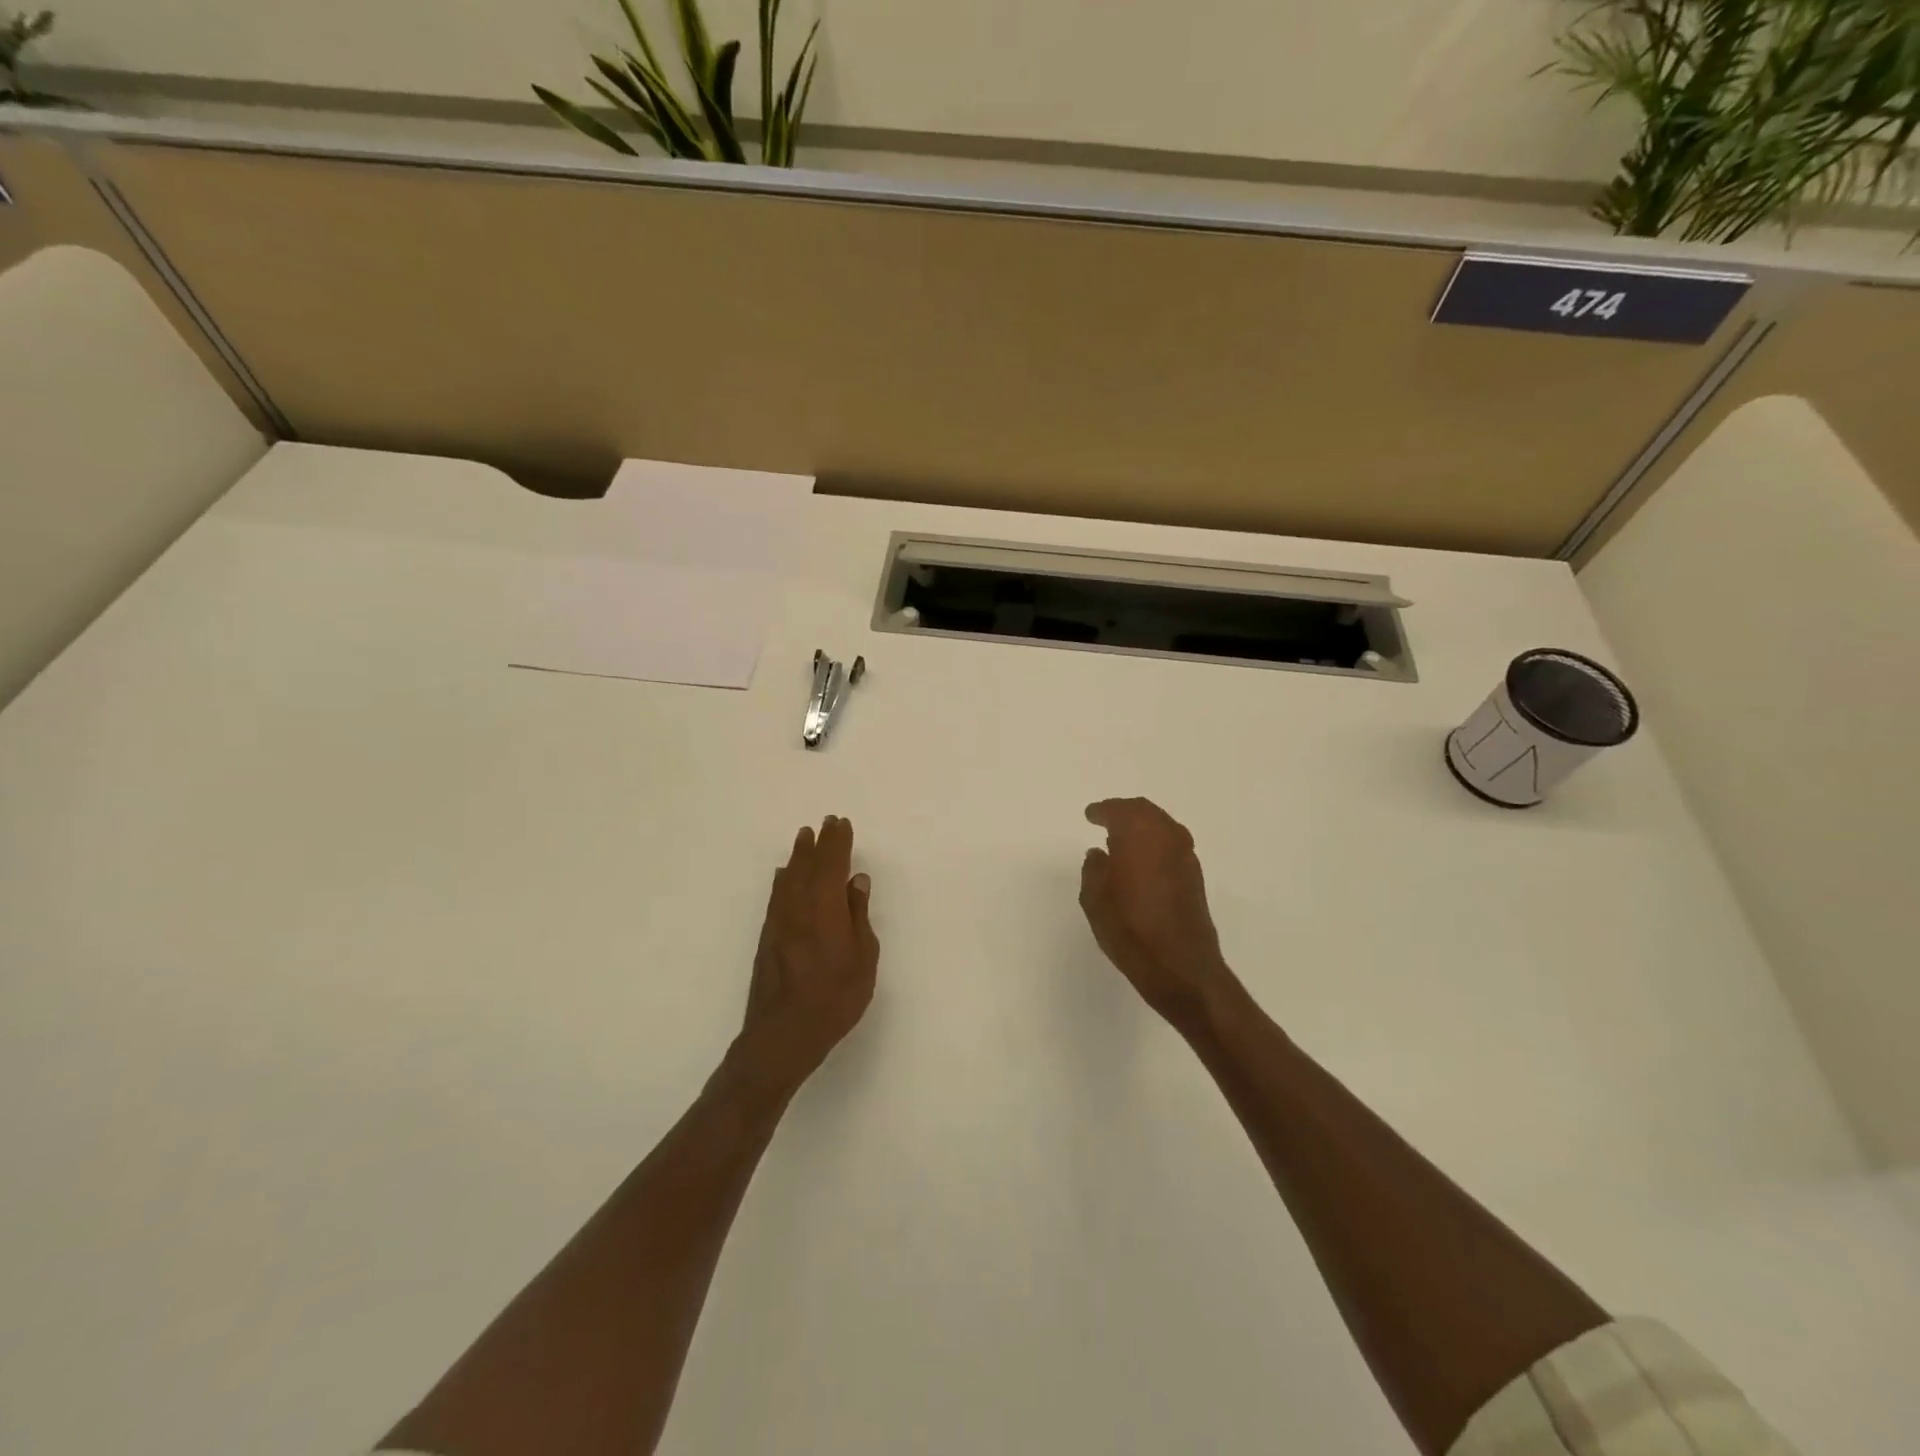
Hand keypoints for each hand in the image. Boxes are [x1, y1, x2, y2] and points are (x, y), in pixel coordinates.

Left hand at [734, 816, 879, 1095]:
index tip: (841, 823)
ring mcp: (779, 921)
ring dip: (798, 856)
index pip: (832, 863)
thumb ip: (858, 915)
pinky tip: (784, 875)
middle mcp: (798, 906)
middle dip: (818, 843)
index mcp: (825, 907)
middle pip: (808, 865)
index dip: (838, 842)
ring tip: (804, 838)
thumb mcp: (863, 957)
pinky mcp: (768, 937)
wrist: (783, 1034)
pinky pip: (777, 895)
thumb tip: (856, 881)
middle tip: (825, 823)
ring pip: (789, 877)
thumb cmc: (835, 998)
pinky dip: (783, 879)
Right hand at [1080, 798, 1236, 1030]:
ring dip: (1142, 826)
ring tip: (1122, 838)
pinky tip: (1143, 859)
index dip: (1101, 811)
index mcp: (1137, 833)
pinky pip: (1171, 844)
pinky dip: (1155, 843)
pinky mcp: (1194, 875)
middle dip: (1124, 811)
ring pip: (1161, 826)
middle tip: (1106, 818)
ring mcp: (1185, 855)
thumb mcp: (1095, 898)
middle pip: (1144, 811)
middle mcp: (1166, 836)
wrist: (1180, 965)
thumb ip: (1094, 869)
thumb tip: (1100, 854)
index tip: (1090, 815)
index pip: (1117, 811)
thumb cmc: (1129, 928)